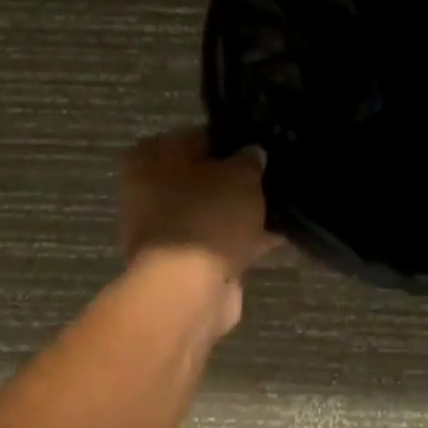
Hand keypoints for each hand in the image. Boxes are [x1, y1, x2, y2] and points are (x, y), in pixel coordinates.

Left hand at [118, 127, 279, 280]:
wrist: (188, 290)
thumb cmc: (207, 215)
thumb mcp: (241, 173)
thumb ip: (250, 158)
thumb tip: (253, 154)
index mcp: (150, 157)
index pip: (199, 137)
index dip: (233, 141)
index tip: (263, 149)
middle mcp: (147, 191)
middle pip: (204, 177)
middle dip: (237, 180)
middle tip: (273, 178)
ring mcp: (161, 231)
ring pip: (211, 212)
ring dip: (240, 213)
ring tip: (281, 208)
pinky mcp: (179, 264)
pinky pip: (217, 242)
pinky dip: (242, 240)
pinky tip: (276, 237)